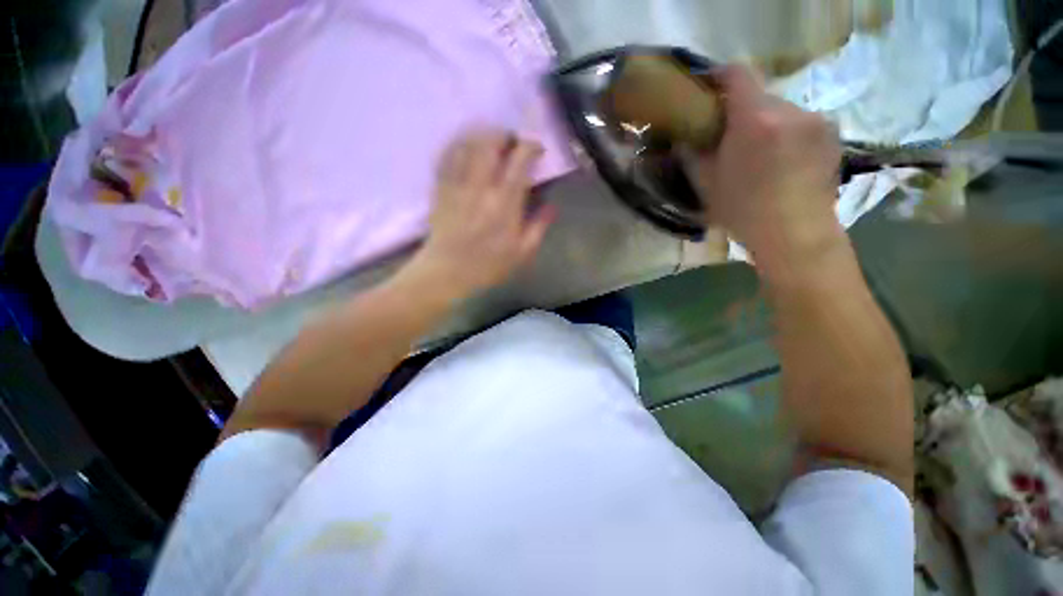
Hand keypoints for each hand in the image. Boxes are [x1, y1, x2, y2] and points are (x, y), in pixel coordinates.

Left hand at [405, 130, 556, 301]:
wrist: (445, 272)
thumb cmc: (487, 265)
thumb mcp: (522, 252)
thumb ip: (539, 226)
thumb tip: (552, 205)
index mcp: (505, 200)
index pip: (520, 159)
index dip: (531, 146)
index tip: (536, 150)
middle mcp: (481, 185)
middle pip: (490, 143)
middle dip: (503, 135)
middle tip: (510, 142)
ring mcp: (458, 184)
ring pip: (467, 145)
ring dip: (480, 137)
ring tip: (489, 142)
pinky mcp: (441, 187)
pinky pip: (447, 158)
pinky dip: (457, 147)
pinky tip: (465, 147)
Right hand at [687, 66, 842, 266]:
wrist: (801, 243)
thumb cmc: (750, 214)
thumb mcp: (707, 180)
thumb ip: (693, 145)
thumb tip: (686, 129)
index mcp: (756, 116)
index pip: (736, 71)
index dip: (721, 76)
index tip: (713, 92)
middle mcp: (789, 110)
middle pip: (762, 94)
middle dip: (749, 108)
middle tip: (742, 133)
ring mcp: (815, 123)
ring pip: (784, 110)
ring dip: (774, 122)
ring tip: (771, 151)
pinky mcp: (831, 138)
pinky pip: (805, 124)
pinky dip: (795, 134)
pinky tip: (792, 159)